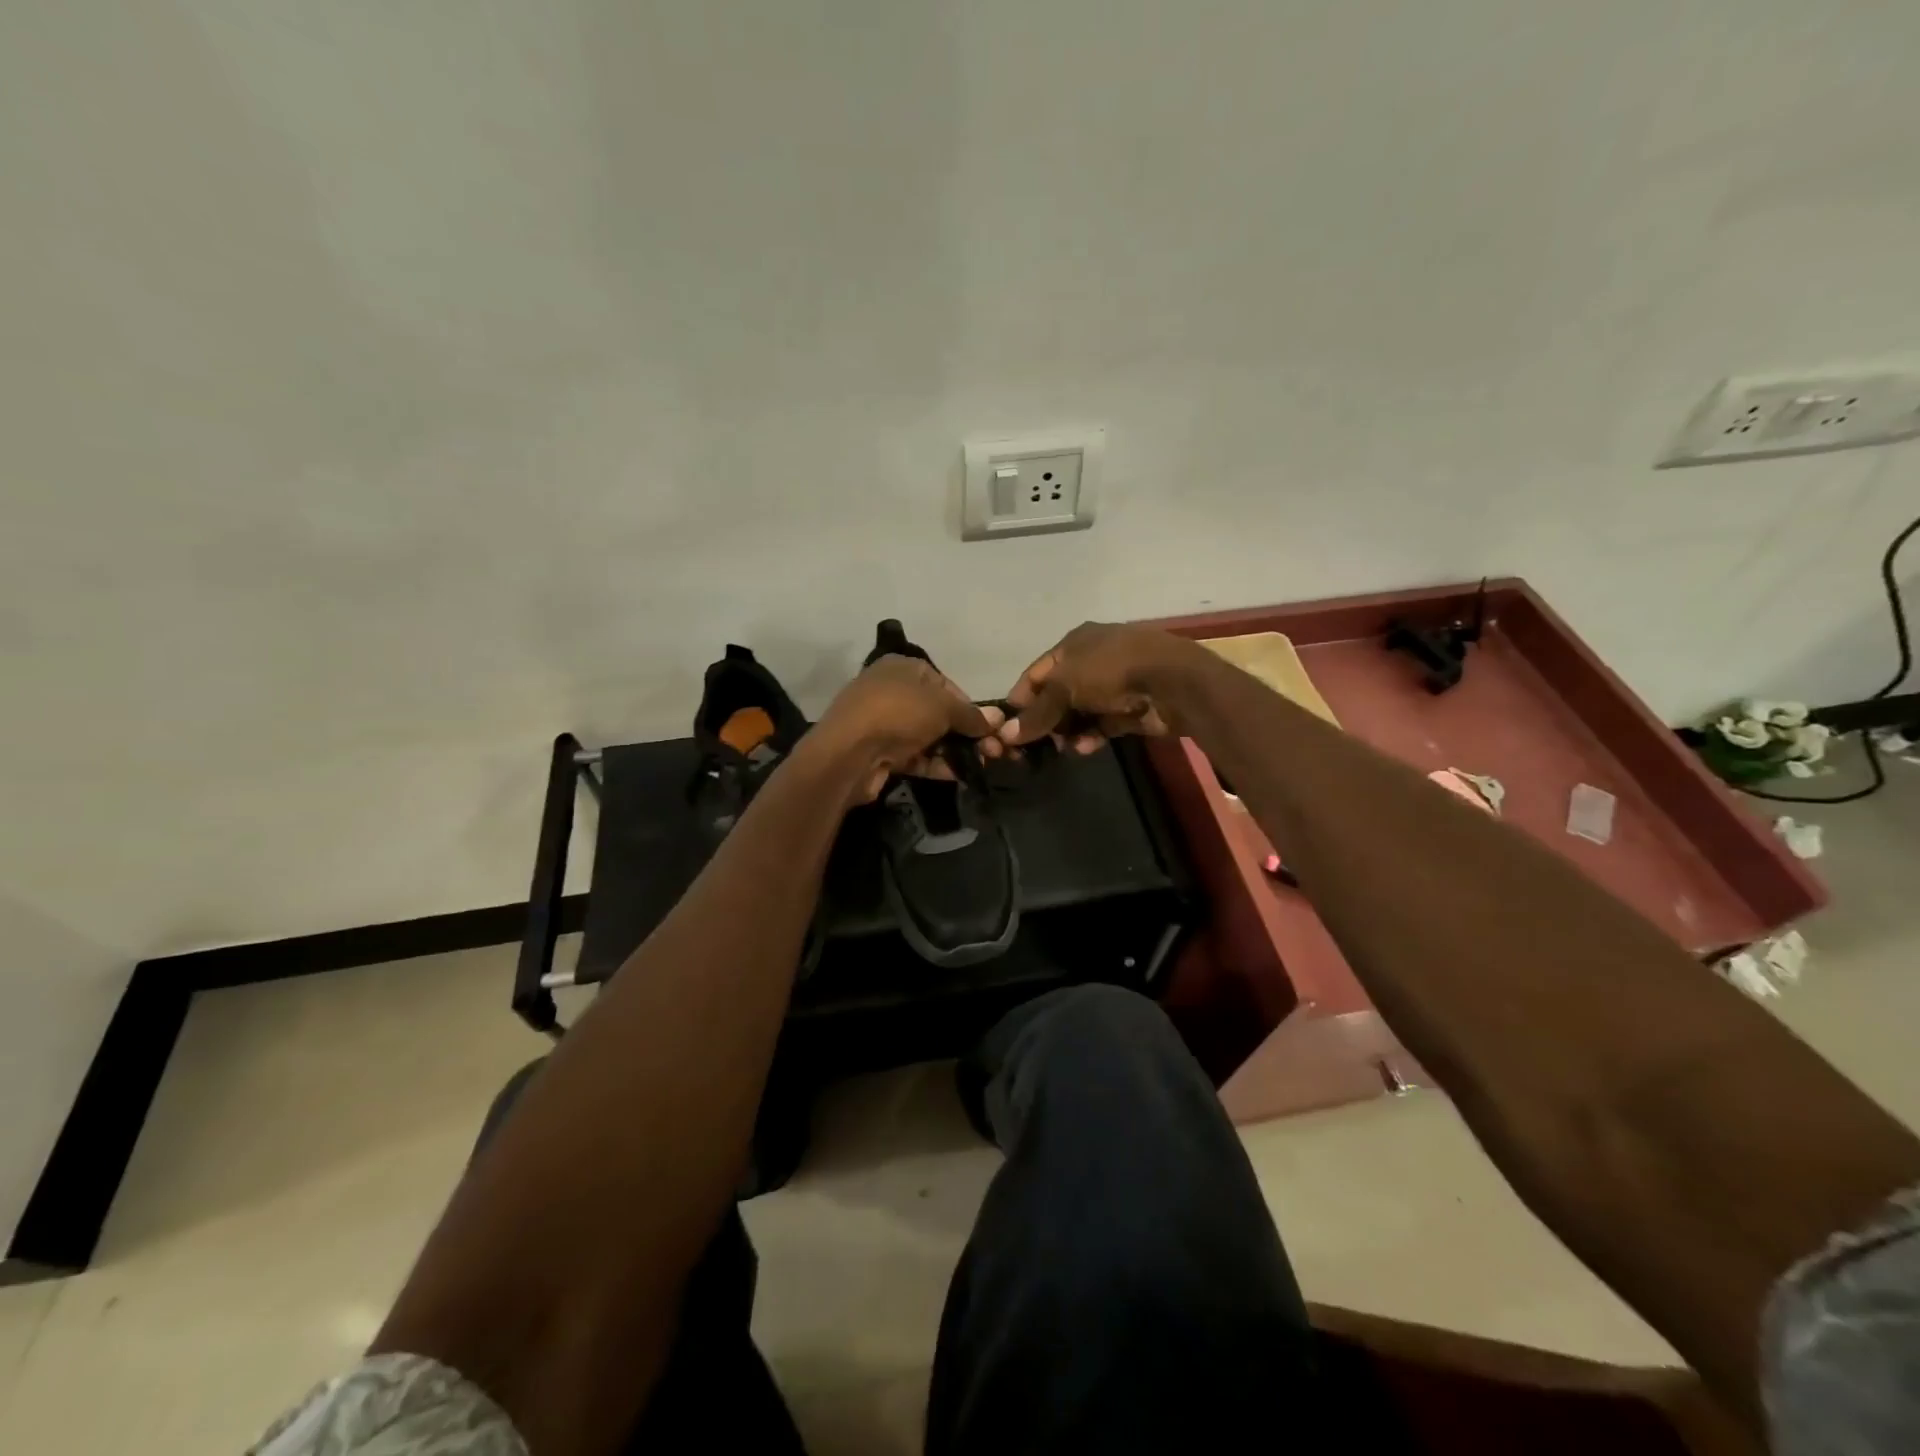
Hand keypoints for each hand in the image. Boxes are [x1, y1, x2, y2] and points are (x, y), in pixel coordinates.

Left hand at [809, 655, 1001, 802]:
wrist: (848, 753)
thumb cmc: (898, 714)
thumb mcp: (942, 707)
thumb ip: (971, 714)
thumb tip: (997, 720)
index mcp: (902, 667)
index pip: (945, 684)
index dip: (969, 705)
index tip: (988, 726)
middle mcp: (891, 691)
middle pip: (937, 712)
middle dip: (965, 732)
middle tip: (992, 751)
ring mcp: (883, 723)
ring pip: (927, 736)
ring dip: (954, 750)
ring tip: (981, 765)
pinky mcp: (879, 752)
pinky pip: (914, 756)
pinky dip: (935, 764)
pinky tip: (958, 775)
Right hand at [994, 623, 1196, 753]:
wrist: (1172, 681)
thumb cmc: (1110, 671)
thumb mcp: (1064, 687)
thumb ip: (1037, 713)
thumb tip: (1006, 735)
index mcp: (1074, 643)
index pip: (1037, 671)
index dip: (1021, 697)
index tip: (1007, 726)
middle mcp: (1092, 659)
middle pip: (1059, 693)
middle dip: (1045, 719)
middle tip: (1032, 744)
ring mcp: (1114, 684)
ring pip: (1081, 712)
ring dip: (1068, 731)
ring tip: (1060, 749)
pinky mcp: (1131, 708)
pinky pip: (1103, 725)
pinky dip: (1092, 736)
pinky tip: (1083, 749)